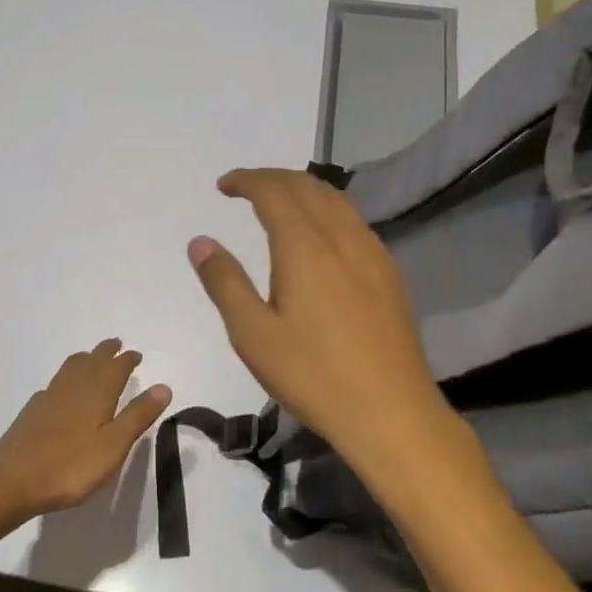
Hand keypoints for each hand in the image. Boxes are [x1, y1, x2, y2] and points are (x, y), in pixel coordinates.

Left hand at [0, 340, 171, 515]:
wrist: (13, 480)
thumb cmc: (70, 466)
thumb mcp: (113, 446)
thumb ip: (137, 416)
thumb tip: (164, 387)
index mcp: (96, 394)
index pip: (115, 368)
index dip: (126, 360)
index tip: (135, 354)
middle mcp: (72, 388)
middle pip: (91, 361)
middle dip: (106, 351)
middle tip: (116, 345)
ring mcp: (49, 397)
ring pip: (70, 368)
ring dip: (85, 359)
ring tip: (92, 359)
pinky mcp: (33, 411)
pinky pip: (55, 384)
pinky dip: (66, 379)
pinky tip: (63, 391)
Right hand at [188, 168, 462, 473]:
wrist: (391, 413)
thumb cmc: (313, 375)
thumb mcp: (253, 335)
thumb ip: (225, 283)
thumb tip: (201, 242)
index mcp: (305, 247)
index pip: (274, 192)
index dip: (247, 180)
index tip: (224, 186)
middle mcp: (342, 238)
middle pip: (308, 187)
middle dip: (273, 179)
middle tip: (245, 188)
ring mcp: (373, 254)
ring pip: (337, 201)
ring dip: (304, 190)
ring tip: (279, 203)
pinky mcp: (390, 275)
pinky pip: (355, 223)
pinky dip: (328, 211)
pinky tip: (321, 237)